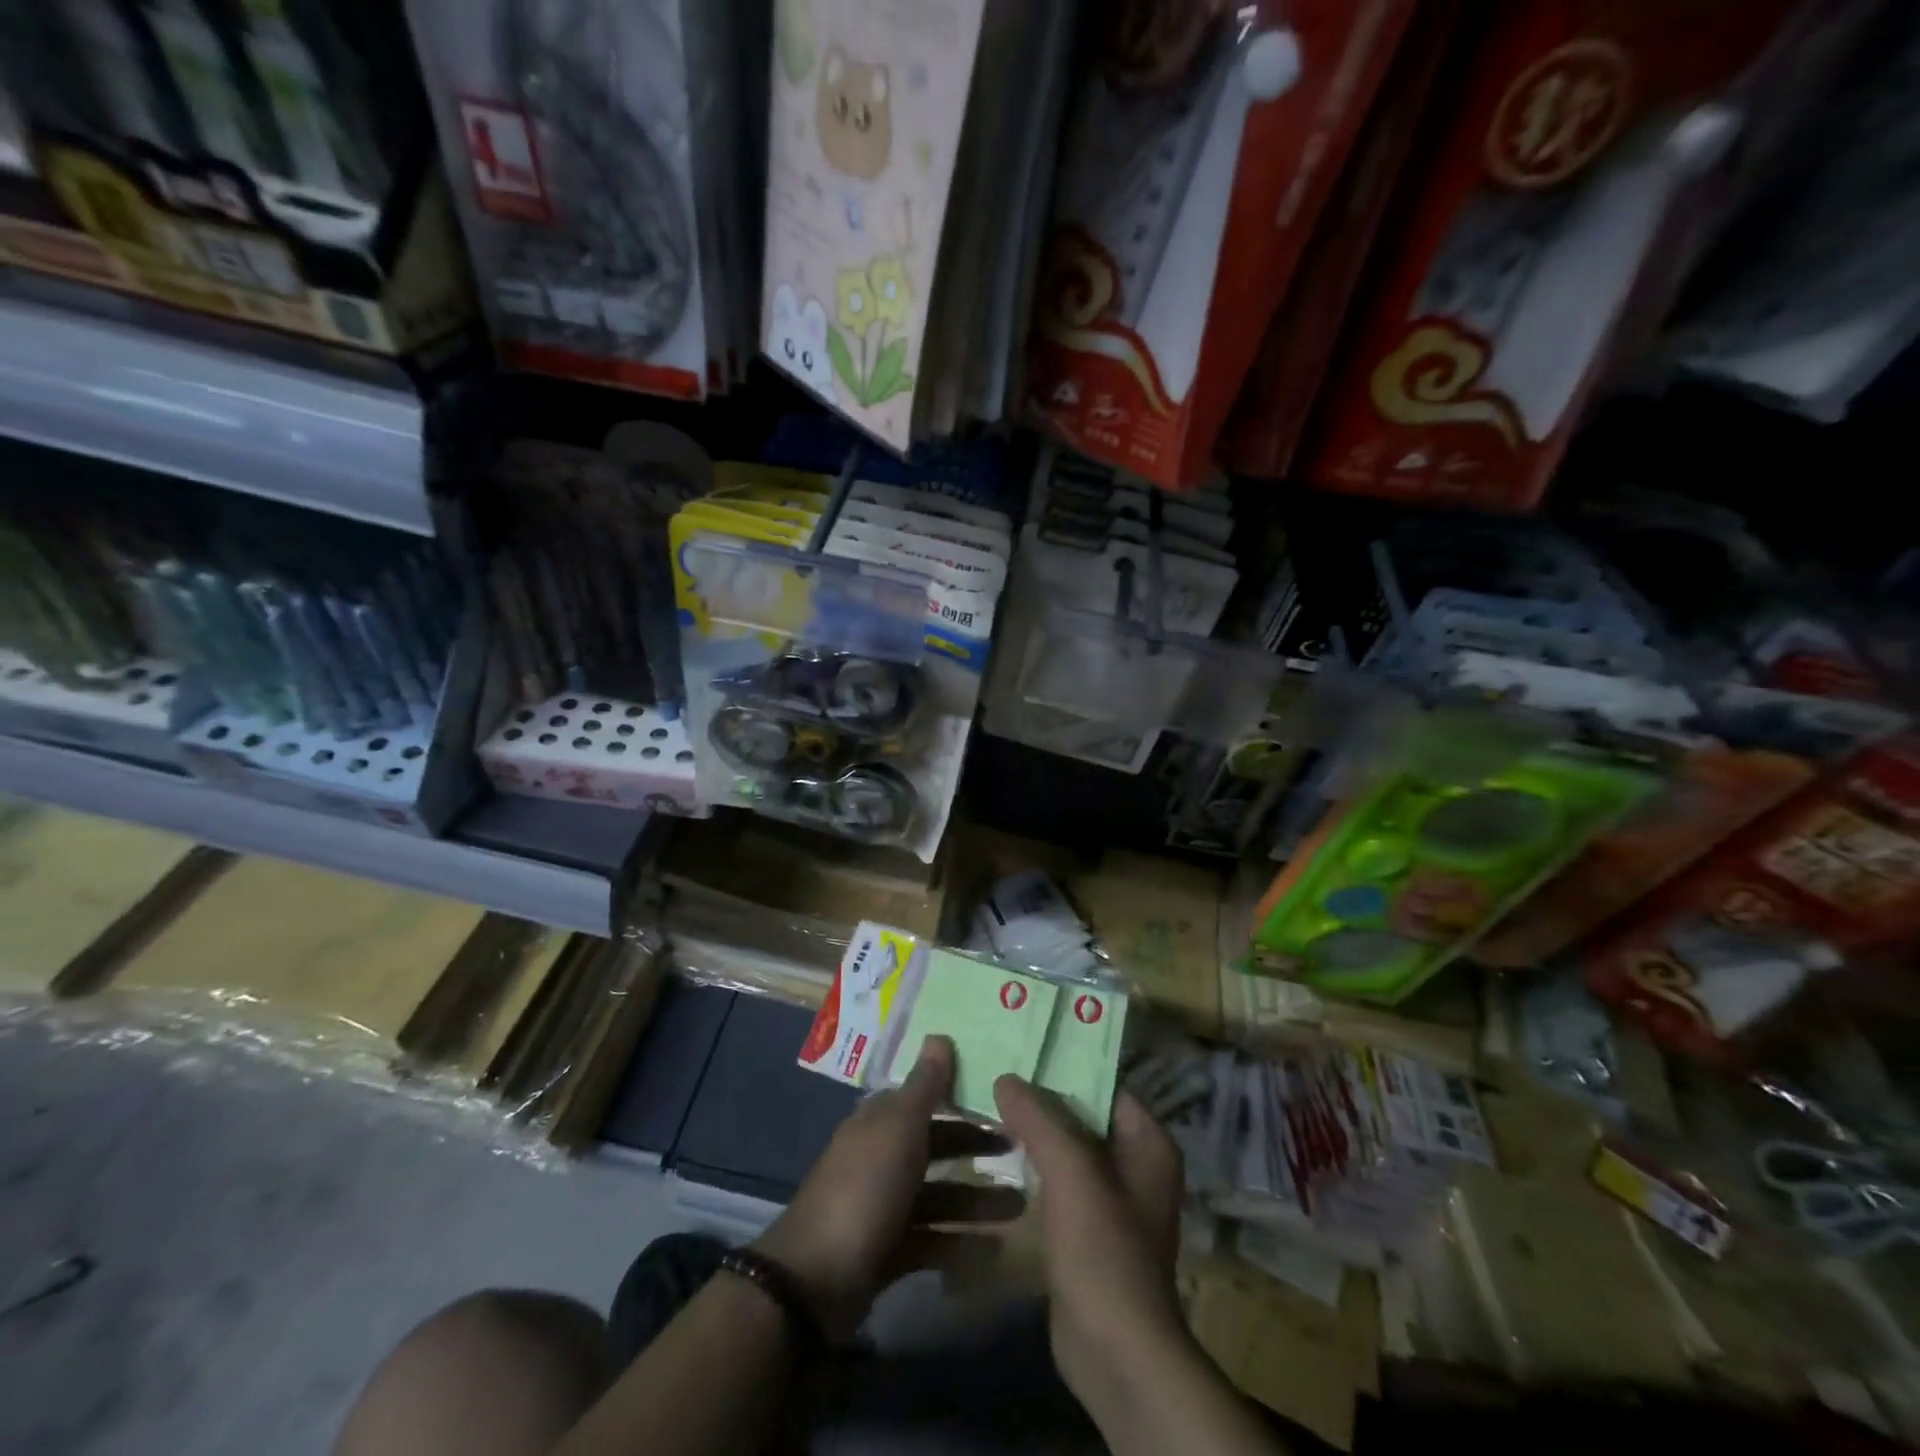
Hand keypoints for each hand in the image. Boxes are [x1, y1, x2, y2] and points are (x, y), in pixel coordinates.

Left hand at [754, 1037, 1020, 1339]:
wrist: (816, 1280)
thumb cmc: (864, 1188)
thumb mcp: (899, 1129)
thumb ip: (925, 1086)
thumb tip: (939, 1035)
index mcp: (880, 1123)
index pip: (924, 1099)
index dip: (960, 1097)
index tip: (1002, 1101)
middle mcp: (882, 1157)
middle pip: (936, 1146)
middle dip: (977, 1149)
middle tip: (1021, 1153)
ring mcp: (884, 1206)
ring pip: (940, 1196)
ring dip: (978, 1202)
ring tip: (1021, 1209)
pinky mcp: (889, 1251)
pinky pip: (934, 1240)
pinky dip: (962, 1244)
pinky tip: (996, 1250)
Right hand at [992, 1076, 1186, 1415]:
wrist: (1115, 1351)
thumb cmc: (1103, 1249)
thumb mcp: (1072, 1170)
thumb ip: (1039, 1117)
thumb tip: (1006, 1077)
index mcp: (1148, 1142)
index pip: (1105, 1083)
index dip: (1066, 1063)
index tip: (1022, 1048)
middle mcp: (1136, 1164)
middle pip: (1084, 1113)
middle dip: (1043, 1097)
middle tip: (997, 1070)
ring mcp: (1112, 1199)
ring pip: (1068, 1147)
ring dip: (1035, 1131)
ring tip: (990, 1102)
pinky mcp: (1088, 1229)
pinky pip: (1059, 1180)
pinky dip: (1034, 1165)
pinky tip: (999, 1152)